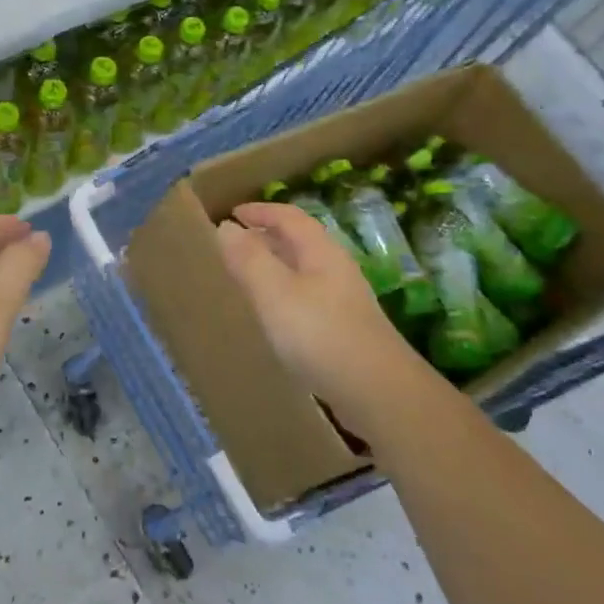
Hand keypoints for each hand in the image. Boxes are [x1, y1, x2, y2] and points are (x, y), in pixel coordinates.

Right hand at [217, 202, 435, 449]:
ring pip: (304, 270)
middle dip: (268, 236)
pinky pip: (307, 296)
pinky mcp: (345, 329)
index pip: (290, 217)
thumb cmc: (320, 334)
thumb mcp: (274, 293)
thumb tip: (226, 226)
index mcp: (321, 252)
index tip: (233, 214)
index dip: (261, 211)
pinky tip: (275, 316)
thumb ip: (249, 259)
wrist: (377, 391)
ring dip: (276, 266)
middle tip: (236, 244)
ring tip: (249, 277)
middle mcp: (336, 269)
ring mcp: (344, 300)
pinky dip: (285, 293)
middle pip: (300, 241)